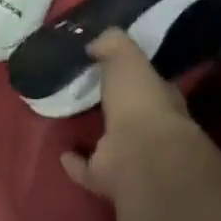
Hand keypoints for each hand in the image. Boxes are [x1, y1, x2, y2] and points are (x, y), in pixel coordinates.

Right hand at [61, 29, 205, 203]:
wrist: (141, 156)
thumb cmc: (140, 102)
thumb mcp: (128, 59)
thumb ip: (113, 44)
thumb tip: (96, 41)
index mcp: (159, 99)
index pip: (147, 82)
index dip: (132, 73)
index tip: (108, 64)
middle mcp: (149, 130)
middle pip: (129, 114)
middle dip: (114, 105)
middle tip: (86, 90)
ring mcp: (130, 157)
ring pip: (111, 143)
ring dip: (95, 136)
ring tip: (70, 119)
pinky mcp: (109, 179)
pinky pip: (88, 169)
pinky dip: (76, 162)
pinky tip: (61, 153)